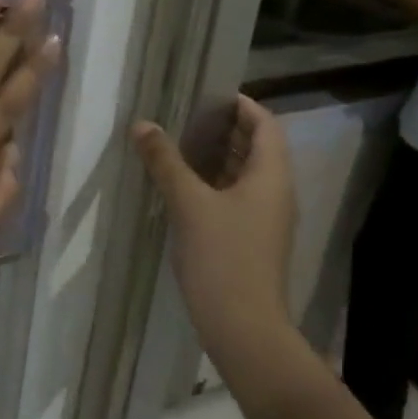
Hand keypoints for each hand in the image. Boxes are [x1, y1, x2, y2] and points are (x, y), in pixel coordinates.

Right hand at [133, 96, 296, 351]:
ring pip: (244, 174)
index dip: (241, 105)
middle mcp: (275, 192)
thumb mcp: (189, 203)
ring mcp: (264, 218)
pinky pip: (234, 196)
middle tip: (183, 115)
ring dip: (216, 156)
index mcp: (271, 176)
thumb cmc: (222, 256)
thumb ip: (166, 161)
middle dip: (224, 128)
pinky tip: (181, 185)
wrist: (242, 325)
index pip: (265, 124)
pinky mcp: (250, 238)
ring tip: (177, 143)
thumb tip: (143, 125)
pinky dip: (213, 182)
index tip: (207, 93)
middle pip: (256, 147)